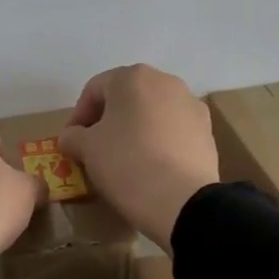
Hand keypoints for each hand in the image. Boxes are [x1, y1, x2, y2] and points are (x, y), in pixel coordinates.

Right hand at [60, 65, 218, 252]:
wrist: (182, 201)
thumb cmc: (126, 163)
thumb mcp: (87, 149)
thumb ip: (73, 136)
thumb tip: (71, 137)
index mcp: (133, 77)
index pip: (94, 90)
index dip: (77, 115)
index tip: (71, 142)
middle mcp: (166, 82)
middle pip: (127, 98)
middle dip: (108, 120)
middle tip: (95, 148)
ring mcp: (191, 105)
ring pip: (152, 114)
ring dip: (135, 130)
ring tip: (124, 159)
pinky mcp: (207, 132)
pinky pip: (173, 132)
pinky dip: (158, 143)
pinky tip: (151, 167)